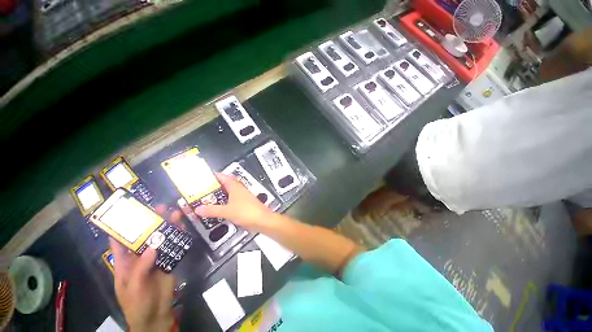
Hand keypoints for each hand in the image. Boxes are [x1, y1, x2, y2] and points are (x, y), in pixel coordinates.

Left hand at [110, 205, 181, 331]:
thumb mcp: (134, 287)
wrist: (155, 315)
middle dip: (151, 221)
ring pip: (161, 238)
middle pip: (145, 236)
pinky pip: (174, 246)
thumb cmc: (136, 303)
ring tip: (174, 213)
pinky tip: (183, 228)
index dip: (122, 226)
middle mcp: (140, 256)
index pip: (120, 241)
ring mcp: (156, 258)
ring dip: (167, 226)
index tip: (129, 210)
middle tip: (160, 207)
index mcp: (125, 262)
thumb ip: (141, 267)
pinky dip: (178, 237)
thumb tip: (153, 246)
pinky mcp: (169, 261)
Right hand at [194, 173, 273, 230]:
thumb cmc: (246, 212)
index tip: (203, 178)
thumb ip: (212, 210)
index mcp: (235, 186)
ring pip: (228, 193)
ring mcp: (243, 196)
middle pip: (225, 184)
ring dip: (219, 196)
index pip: (223, 177)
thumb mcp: (226, 211)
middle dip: (214, 187)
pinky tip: (218, 209)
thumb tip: (198, 209)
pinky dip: (224, 203)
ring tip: (207, 200)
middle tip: (202, 191)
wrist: (262, 220)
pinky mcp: (245, 204)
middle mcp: (239, 189)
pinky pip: (232, 201)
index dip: (214, 176)